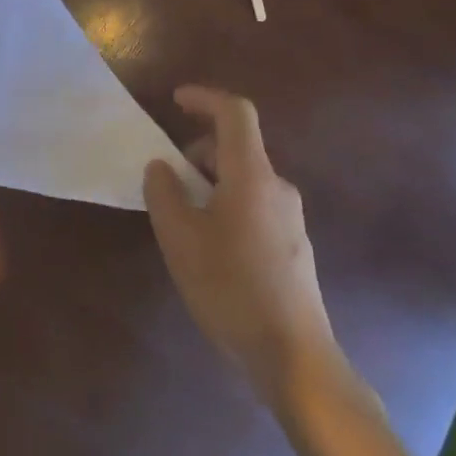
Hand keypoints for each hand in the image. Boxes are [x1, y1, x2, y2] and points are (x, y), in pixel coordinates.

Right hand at [143, 87, 337, 401]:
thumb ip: (164, 193)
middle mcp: (278, 188)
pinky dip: (224, 206)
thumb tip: (161, 167)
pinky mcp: (292, 246)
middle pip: (235, 149)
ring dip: (208, 184)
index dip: (204, 98)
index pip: (235, 114)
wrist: (293, 357)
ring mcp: (290, 218)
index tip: (174, 101)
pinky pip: (253, 206)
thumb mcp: (180, 238)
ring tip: (181, 221)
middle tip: (165, 183)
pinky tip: (208, 248)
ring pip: (242, 180)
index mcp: (253, 177)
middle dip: (195, 154)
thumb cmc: (230, 288)